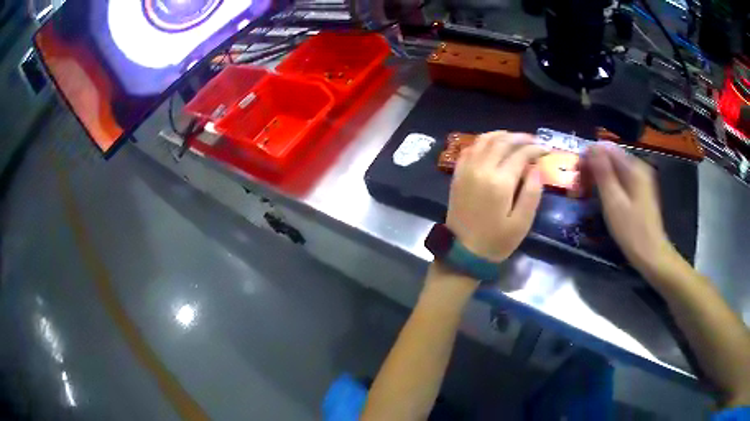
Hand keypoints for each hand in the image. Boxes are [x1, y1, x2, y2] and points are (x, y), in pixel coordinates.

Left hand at [446, 131, 546, 262]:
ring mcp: (466, 170)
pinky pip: (470, 149)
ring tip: (515, 138)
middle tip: (533, 140)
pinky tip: (492, 145)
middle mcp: (481, 169)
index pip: (520, 154)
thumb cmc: (496, 241)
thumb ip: (531, 193)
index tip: (546, 150)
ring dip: (501, 135)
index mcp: (500, 182)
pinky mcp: (457, 174)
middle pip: (502, 142)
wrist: (462, 252)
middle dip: (520, 138)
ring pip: (484, 141)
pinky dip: (483, 142)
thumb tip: (536, 168)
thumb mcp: (521, 223)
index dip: (535, 149)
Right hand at [583, 143, 679, 275]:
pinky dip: (608, 184)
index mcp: (633, 167)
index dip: (588, 156)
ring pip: (614, 168)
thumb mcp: (614, 202)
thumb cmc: (632, 231)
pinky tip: (601, 197)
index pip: (606, 148)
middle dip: (593, 167)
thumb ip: (603, 173)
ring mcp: (641, 180)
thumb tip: (591, 148)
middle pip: (610, 157)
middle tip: (578, 185)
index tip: (576, 173)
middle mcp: (638, 168)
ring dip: (599, 176)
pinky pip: (620, 179)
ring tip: (586, 192)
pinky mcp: (640, 191)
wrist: (651, 255)